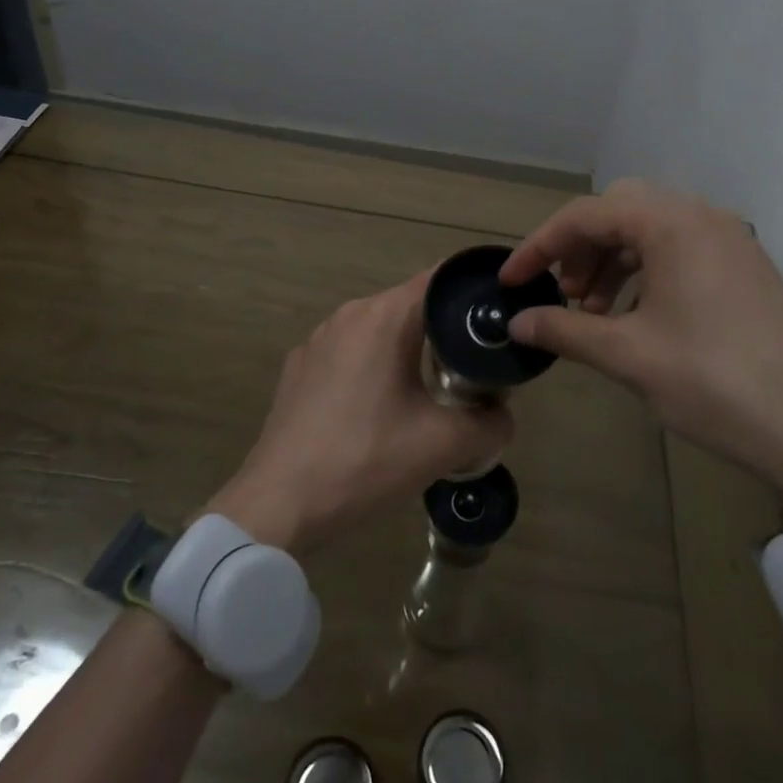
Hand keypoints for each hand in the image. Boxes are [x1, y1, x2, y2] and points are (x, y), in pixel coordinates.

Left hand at [210, 270, 511, 554]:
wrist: (279, 501)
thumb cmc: (364, 459)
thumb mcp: (442, 446)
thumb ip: (490, 424)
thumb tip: (503, 415)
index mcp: (384, 317)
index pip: (439, 280)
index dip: (472, 293)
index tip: (497, 317)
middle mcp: (349, 314)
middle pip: (410, 306)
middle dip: (443, 330)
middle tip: (470, 368)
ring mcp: (318, 339)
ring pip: (378, 329)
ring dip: (405, 351)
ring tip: (427, 392)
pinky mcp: (299, 366)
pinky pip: (349, 352)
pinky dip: (371, 367)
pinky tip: (375, 411)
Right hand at [500, 179, 782, 515]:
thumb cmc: (715, 381)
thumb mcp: (629, 355)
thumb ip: (565, 329)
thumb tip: (517, 323)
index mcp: (671, 223)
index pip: (585, 215)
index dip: (539, 247)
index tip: (510, 282)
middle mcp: (702, 217)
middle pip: (619, 210)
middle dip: (580, 247)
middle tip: (563, 293)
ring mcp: (731, 241)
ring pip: (650, 230)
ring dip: (612, 261)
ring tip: (594, 311)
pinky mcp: (746, 269)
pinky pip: (680, 250)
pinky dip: (645, 272)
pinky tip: (637, 316)